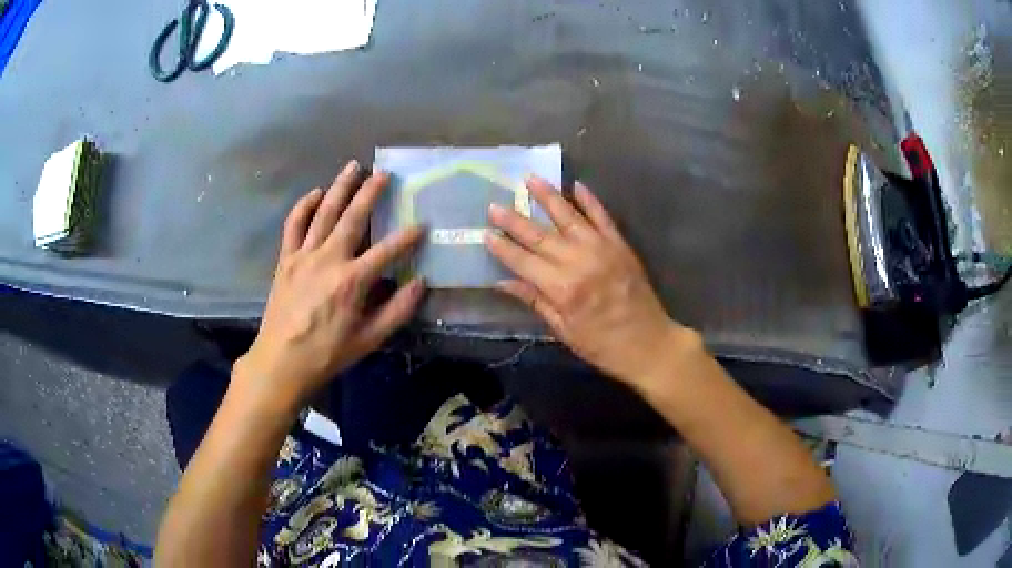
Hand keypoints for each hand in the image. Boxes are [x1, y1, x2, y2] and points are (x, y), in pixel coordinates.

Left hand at [236, 161, 424, 408]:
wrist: (281, 361)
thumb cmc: (327, 354)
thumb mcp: (369, 340)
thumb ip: (396, 311)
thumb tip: (420, 283)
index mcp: (352, 281)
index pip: (388, 251)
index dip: (408, 237)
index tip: (422, 224)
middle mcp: (328, 259)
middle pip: (353, 217)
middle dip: (371, 192)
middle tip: (384, 173)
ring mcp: (304, 255)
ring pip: (324, 212)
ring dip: (340, 187)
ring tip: (353, 166)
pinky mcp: (286, 259)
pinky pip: (294, 224)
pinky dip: (304, 205)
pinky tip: (315, 193)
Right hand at [485, 177, 690, 386]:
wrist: (649, 344)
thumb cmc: (602, 345)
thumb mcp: (563, 330)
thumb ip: (534, 301)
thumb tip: (502, 282)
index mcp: (562, 289)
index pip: (523, 261)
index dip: (502, 247)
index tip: (485, 233)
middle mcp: (579, 261)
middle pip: (540, 235)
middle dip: (514, 220)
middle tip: (494, 205)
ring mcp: (602, 249)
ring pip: (569, 216)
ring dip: (548, 197)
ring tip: (530, 179)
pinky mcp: (620, 245)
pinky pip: (602, 216)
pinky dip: (589, 200)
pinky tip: (576, 185)